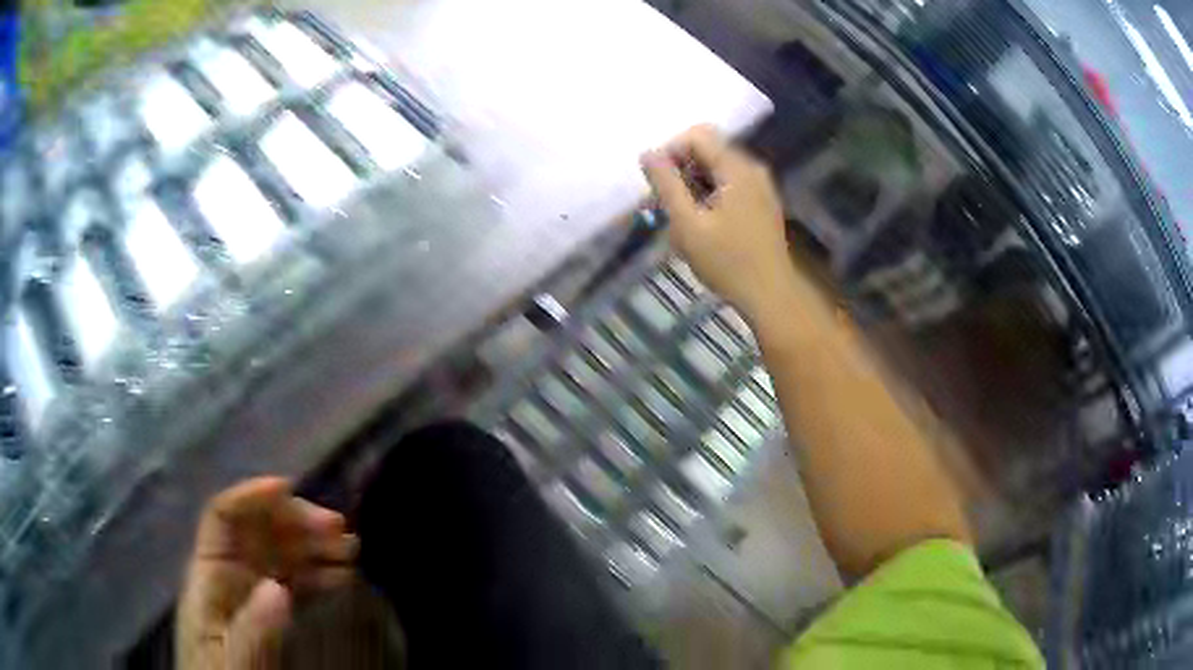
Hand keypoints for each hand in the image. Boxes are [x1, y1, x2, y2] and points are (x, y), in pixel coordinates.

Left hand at [177, 477, 358, 669]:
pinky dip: (318, 572)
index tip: (291, 488)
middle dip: (297, 520)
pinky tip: (341, 575)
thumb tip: (278, 588)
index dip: (251, 495)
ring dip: (314, 543)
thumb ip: (251, 630)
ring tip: (350, 549)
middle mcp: (227, 573)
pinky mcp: (267, 610)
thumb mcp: (234, 662)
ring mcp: (248, 591)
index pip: (222, 518)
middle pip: (257, 529)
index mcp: (208, 576)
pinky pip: (293, 579)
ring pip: (280, 551)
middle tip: (341, 530)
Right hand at [642, 126, 799, 323]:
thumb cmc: (727, 262)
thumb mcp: (688, 224)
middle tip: (665, 204)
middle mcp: (752, 168)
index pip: (697, 135)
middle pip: (708, 149)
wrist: (770, 295)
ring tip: (682, 219)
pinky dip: (710, 194)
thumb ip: (666, 185)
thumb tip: (648, 153)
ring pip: (717, 168)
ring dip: (693, 185)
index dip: (671, 152)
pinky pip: (730, 183)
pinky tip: (702, 224)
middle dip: (681, 170)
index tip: (659, 184)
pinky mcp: (762, 201)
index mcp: (736, 168)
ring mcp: (760, 185)